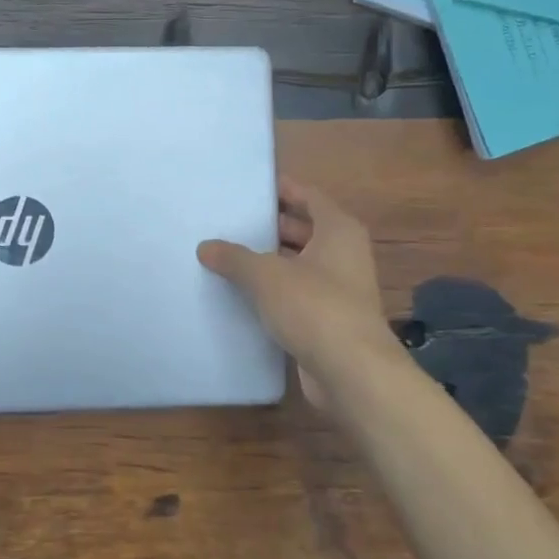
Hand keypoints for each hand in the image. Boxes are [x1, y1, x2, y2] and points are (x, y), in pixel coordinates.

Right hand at [198, 176, 395, 402]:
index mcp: (338, 230)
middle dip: (270, 225)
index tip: (250, 187)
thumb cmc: (314, 307)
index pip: (308, 196)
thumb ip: (234, 257)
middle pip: (304, 229)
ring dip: (270, 260)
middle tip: (230, 220)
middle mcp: (344, 254)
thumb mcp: (266, 276)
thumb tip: (206, 247)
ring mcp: (340, 288)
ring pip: (299, 264)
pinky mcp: (329, 319)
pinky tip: (242, 293)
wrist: (352, 372)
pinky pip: (297, 294)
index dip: (282, 189)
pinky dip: (275, 290)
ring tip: (228, 254)